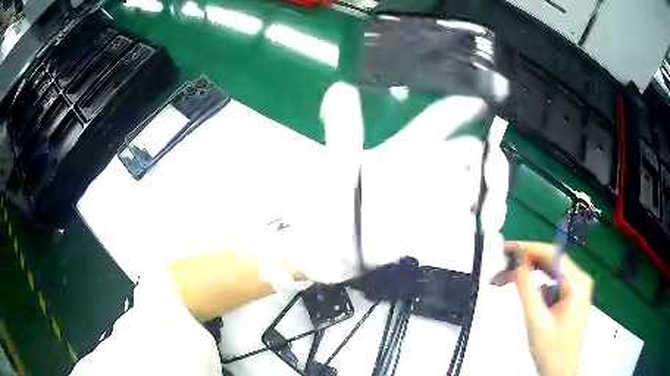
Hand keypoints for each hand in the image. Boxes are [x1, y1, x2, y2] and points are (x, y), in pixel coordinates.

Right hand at [505, 241, 592, 375]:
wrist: (560, 373)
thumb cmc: (551, 350)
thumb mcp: (536, 322)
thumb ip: (527, 290)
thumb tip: (518, 263)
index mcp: (577, 283)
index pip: (552, 254)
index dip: (529, 248)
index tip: (507, 248)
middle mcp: (580, 281)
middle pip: (552, 261)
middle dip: (527, 262)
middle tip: (502, 266)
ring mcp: (577, 289)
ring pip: (551, 272)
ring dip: (530, 274)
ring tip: (507, 280)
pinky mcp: (572, 298)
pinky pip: (553, 283)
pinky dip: (537, 285)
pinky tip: (526, 294)